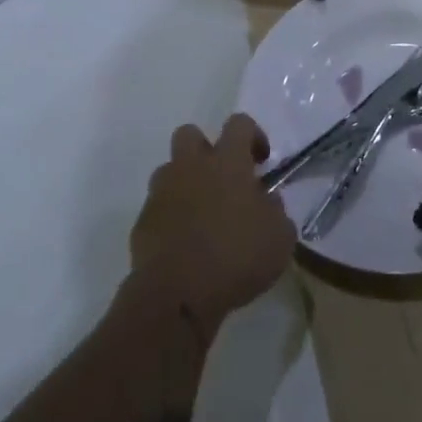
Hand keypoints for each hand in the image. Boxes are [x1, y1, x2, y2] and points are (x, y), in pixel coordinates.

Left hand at [129, 114, 296, 339]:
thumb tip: (266, 202)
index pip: (239, 124)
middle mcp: (190, 167)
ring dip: (185, 184)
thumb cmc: (236, 257)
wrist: (177, 296)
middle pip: (190, 133)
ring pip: (169, 171)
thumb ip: (276, 211)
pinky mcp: (142, 224)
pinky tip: (185, 244)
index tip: (261, 161)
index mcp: (227, 162)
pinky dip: (171, 218)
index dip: (253, 135)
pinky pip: (158, 209)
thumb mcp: (280, 236)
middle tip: (223, 177)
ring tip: (202, 213)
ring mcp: (161, 194)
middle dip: (206, 148)